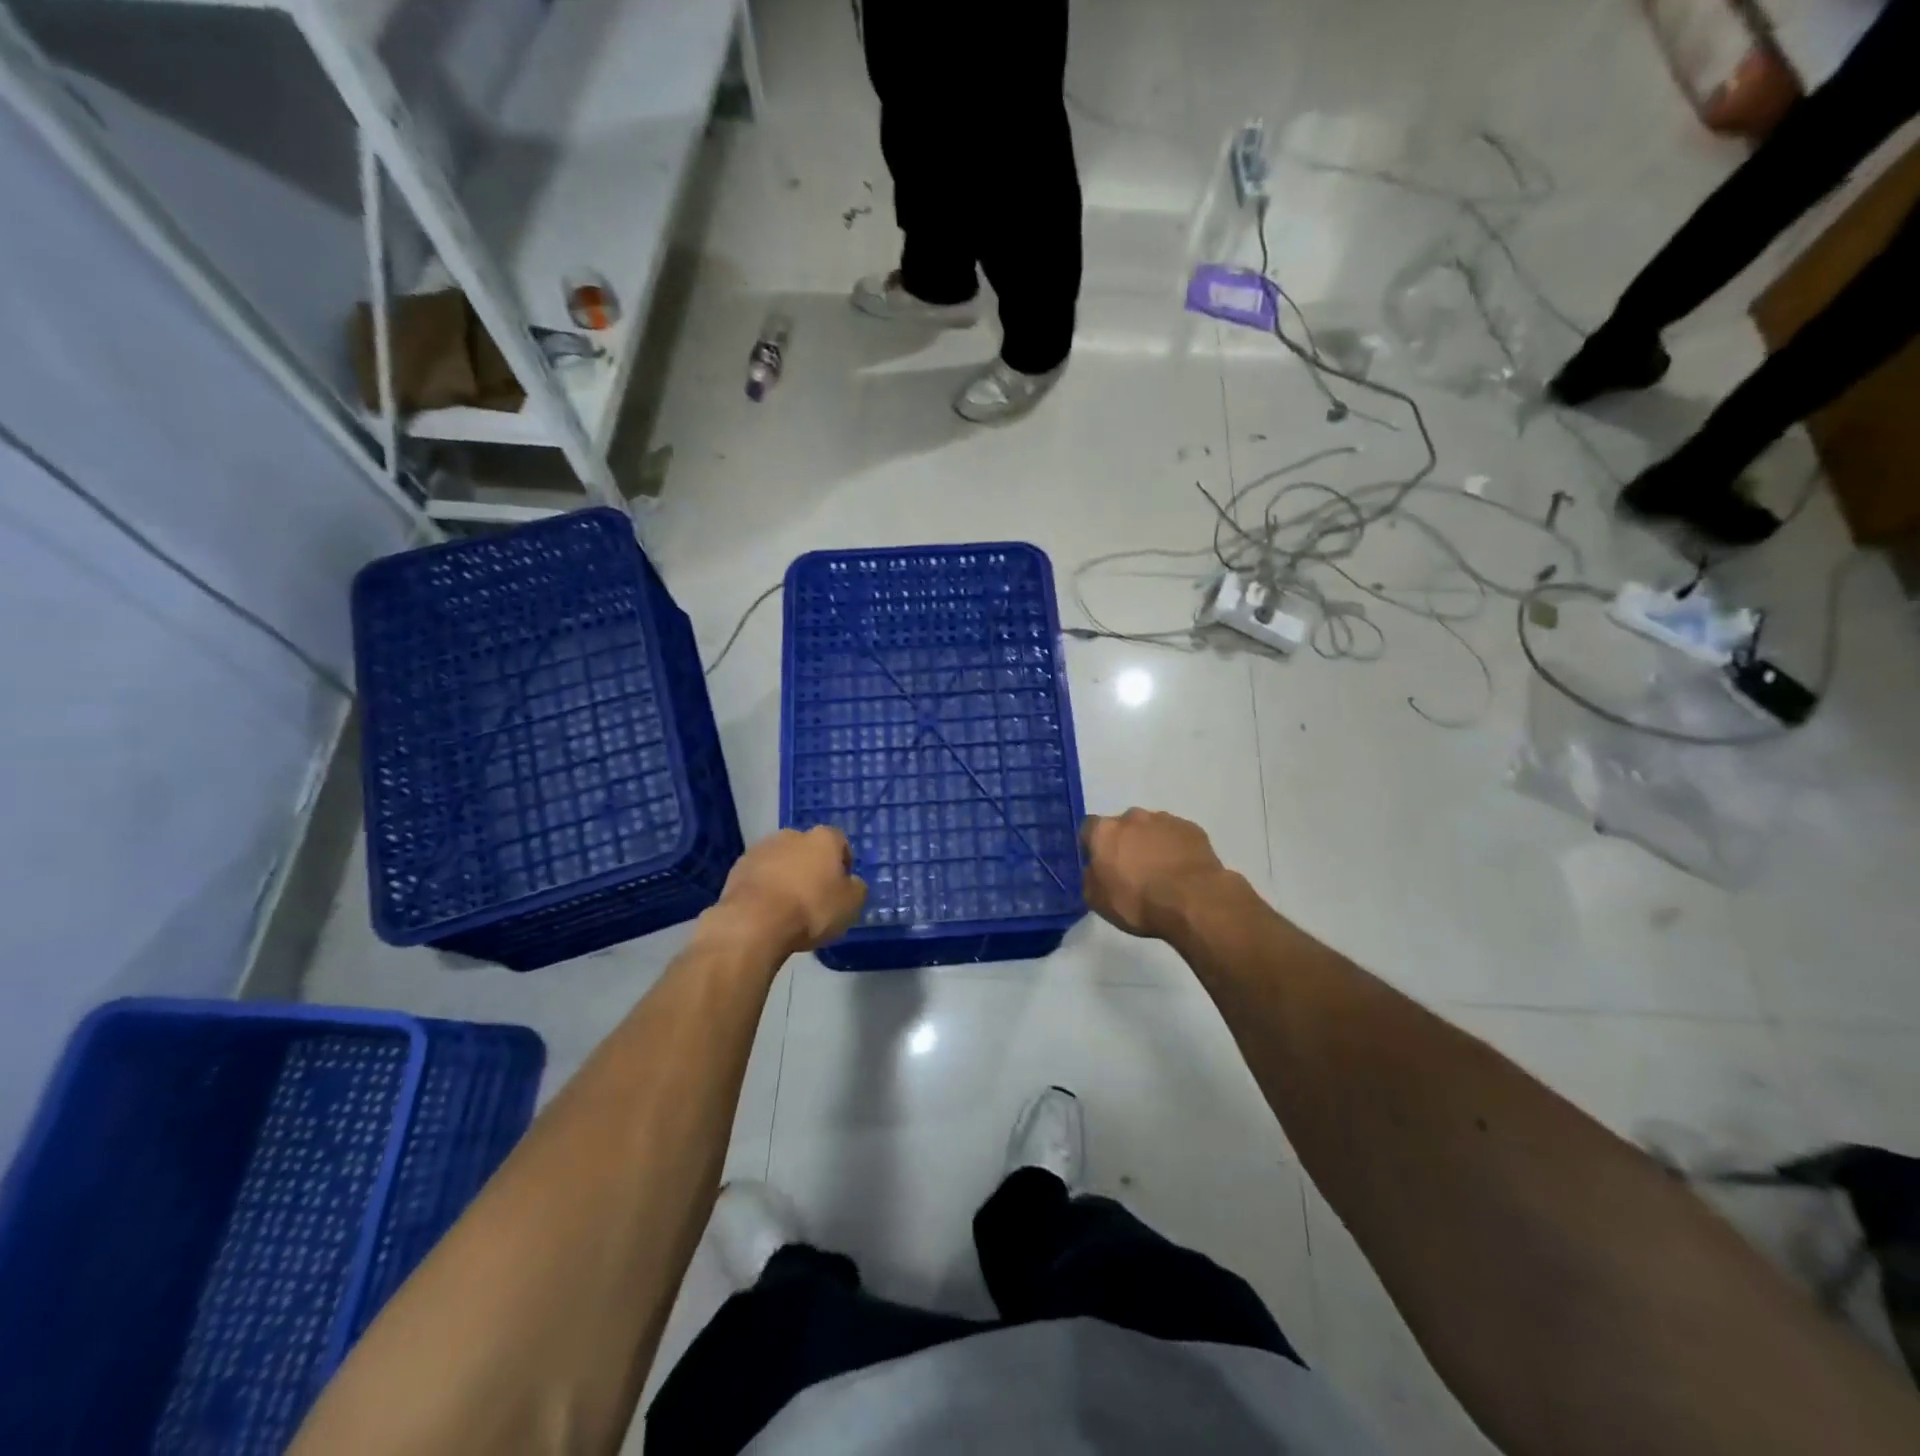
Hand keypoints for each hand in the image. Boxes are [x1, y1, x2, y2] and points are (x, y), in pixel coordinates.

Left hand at [709, 827, 866, 957]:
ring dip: (785, 876)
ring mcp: (761, 849)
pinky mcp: (737, 868)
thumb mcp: (851, 905)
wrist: (754, 922)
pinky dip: (764, 888)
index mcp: (823, 838)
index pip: (839, 841)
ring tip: (787, 906)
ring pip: (780, 860)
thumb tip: (851, 883)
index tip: (842, 885)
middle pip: (807, 849)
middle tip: (814, 895)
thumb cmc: (811, 909)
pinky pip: (759, 876)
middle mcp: (792, 835)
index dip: (843, 862)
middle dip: (811, 867)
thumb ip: (856, 888)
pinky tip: (766, 911)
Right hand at [1081, 809, 1230, 940]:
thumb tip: (1094, 870)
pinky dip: (1175, 849)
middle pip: (1122, 826)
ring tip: (1160, 872)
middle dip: (1125, 843)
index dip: (1093, 846)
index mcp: (1104, 831)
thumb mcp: (1097, 901)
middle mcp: (1132, 817)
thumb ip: (1090, 878)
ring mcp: (1165, 820)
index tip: (1100, 865)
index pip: (1089, 829)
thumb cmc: (1138, 902)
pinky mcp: (1192, 829)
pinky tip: (1180, 871)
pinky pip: (1176, 836)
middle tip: (1131, 870)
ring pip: (1151, 829)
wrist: (1193, 901)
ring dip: (1151, 844)